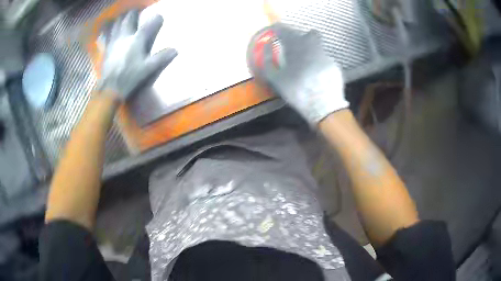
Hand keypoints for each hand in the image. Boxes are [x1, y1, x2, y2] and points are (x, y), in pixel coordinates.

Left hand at [98, 10, 176, 100]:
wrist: (111, 88)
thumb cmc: (130, 77)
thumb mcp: (148, 69)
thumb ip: (161, 58)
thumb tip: (175, 50)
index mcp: (137, 40)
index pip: (149, 24)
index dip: (156, 18)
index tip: (159, 17)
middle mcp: (125, 36)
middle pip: (129, 18)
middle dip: (134, 13)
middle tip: (138, 11)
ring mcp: (114, 41)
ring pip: (116, 23)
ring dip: (121, 18)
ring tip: (124, 16)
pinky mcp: (106, 48)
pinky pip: (105, 34)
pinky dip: (107, 29)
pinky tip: (108, 27)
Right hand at [247, 23, 348, 124]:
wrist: (325, 108)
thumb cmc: (298, 93)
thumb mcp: (276, 80)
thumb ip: (268, 62)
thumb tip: (267, 48)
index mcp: (298, 48)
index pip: (286, 31)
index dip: (280, 29)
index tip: (277, 32)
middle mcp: (315, 47)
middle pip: (311, 34)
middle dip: (304, 37)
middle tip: (297, 48)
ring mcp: (327, 56)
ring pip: (319, 47)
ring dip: (312, 52)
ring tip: (307, 66)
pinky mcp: (335, 66)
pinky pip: (325, 59)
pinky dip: (320, 64)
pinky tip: (317, 76)